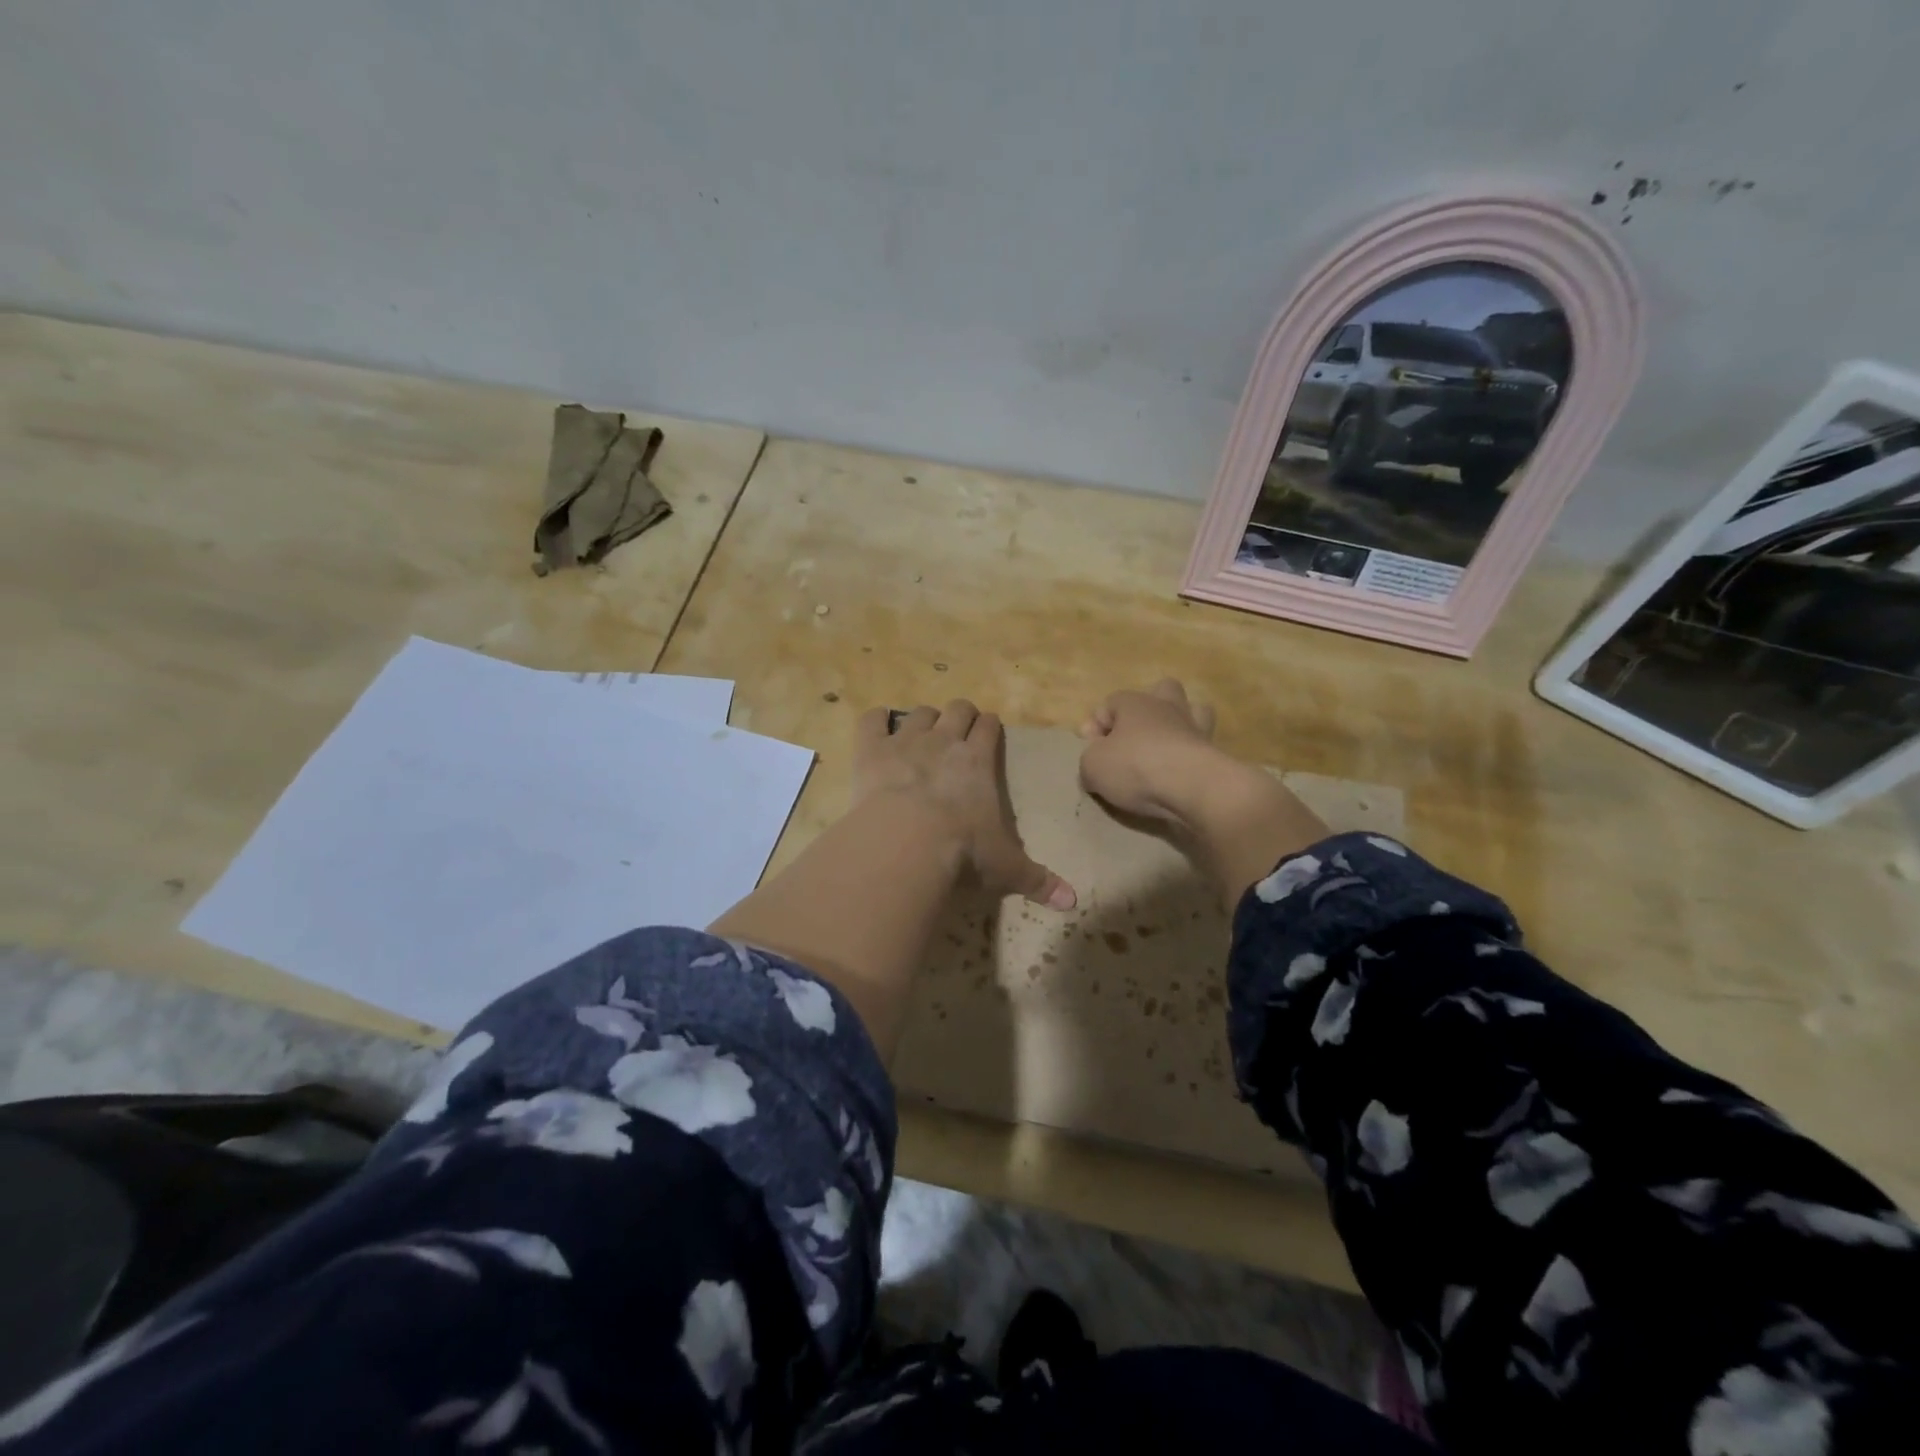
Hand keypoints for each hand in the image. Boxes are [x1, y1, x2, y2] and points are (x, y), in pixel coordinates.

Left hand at [855, 702, 1076, 910]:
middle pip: (957, 709)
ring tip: (920, 733)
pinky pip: (871, 721)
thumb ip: (1038, 881)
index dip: (990, 726)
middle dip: (960, 715)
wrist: (907, 843)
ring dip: (922, 719)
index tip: (988, 731)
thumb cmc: (963, 852)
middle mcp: (944, 741)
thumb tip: (1072, 902)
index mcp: (979, 761)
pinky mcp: (871, 750)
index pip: (989, 727)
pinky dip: (874, 720)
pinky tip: (877, 724)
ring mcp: (905, 741)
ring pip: (918, 713)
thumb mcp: (1007, 869)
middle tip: (957, 730)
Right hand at [1077, 679, 1223, 825]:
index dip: (1095, 725)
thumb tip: (1095, 765)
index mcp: (1135, 703)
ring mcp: (1195, 728)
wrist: (1192, 787)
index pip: (1110, 703)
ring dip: (1179, 725)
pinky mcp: (1214, 753)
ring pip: (1194, 711)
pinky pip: (1202, 745)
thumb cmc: (1135, 766)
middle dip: (1147, 708)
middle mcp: (1167, 708)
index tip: (1090, 751)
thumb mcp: (1092, 766)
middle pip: (1162, 690)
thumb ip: (1089, 761)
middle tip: (1133, 736)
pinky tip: (1179, 774)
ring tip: (1164, 749)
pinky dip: (1191, 756)